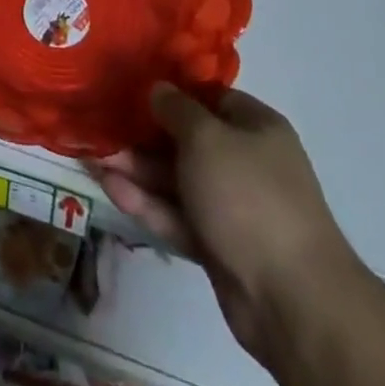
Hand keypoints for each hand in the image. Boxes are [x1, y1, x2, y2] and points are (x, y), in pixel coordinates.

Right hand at [89, 85, 362, 364]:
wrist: (291, 299)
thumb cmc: (248, 195)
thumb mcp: (206, 137)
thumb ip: (176, 109)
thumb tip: (158, 90)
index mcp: (255, 128)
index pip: (209, 97)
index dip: (173, 91)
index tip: (133, 86)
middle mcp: (245, 162)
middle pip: (186, 140)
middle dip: (143, 135)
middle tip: (102, 127)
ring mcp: (232, 207)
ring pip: (177, 179)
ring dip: (137, 169)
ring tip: (93, 157)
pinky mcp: (218, 245)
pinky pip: (177, 215)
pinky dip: (147, 203)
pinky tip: (111, 188)